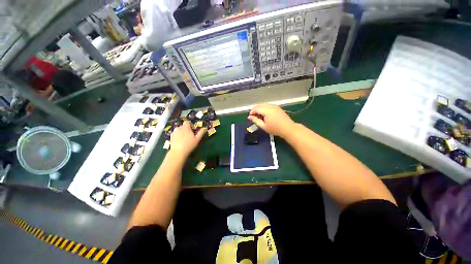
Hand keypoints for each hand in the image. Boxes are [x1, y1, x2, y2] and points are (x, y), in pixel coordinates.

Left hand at [170, 121, 205, 156]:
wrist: (178, 152)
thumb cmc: (189, 145)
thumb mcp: (197, 139)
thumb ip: (201, 132)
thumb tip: (205, 128)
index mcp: (186, 127)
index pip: (187, 122)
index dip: (190, 124)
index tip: (192, 129)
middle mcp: (179, 128)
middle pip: (183, 126)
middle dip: (186, 129)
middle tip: (189, 135)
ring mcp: (174, 132)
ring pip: (178, 130)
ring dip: (181, 132)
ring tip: (184, 138)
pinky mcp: (171, 136)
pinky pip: (175, 134)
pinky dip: (177, 135)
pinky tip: (179, 141)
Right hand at [248, 104, 295, 137]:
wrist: (288, 128)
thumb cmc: (275, 129)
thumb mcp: (263, 126)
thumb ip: (255, 120)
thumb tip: (249, 117)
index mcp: (266, 110)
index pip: (256, 108)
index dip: (251, 112)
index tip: (250, 117)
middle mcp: (270, 106)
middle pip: (259, 105)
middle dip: (255, 109)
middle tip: (253, 116)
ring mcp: (274, 106)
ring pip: (264, 104)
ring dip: (259, 108)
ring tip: (258, 116)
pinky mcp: (277, 107)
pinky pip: (268, 105)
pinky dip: (264, 108)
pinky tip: (264, 114)